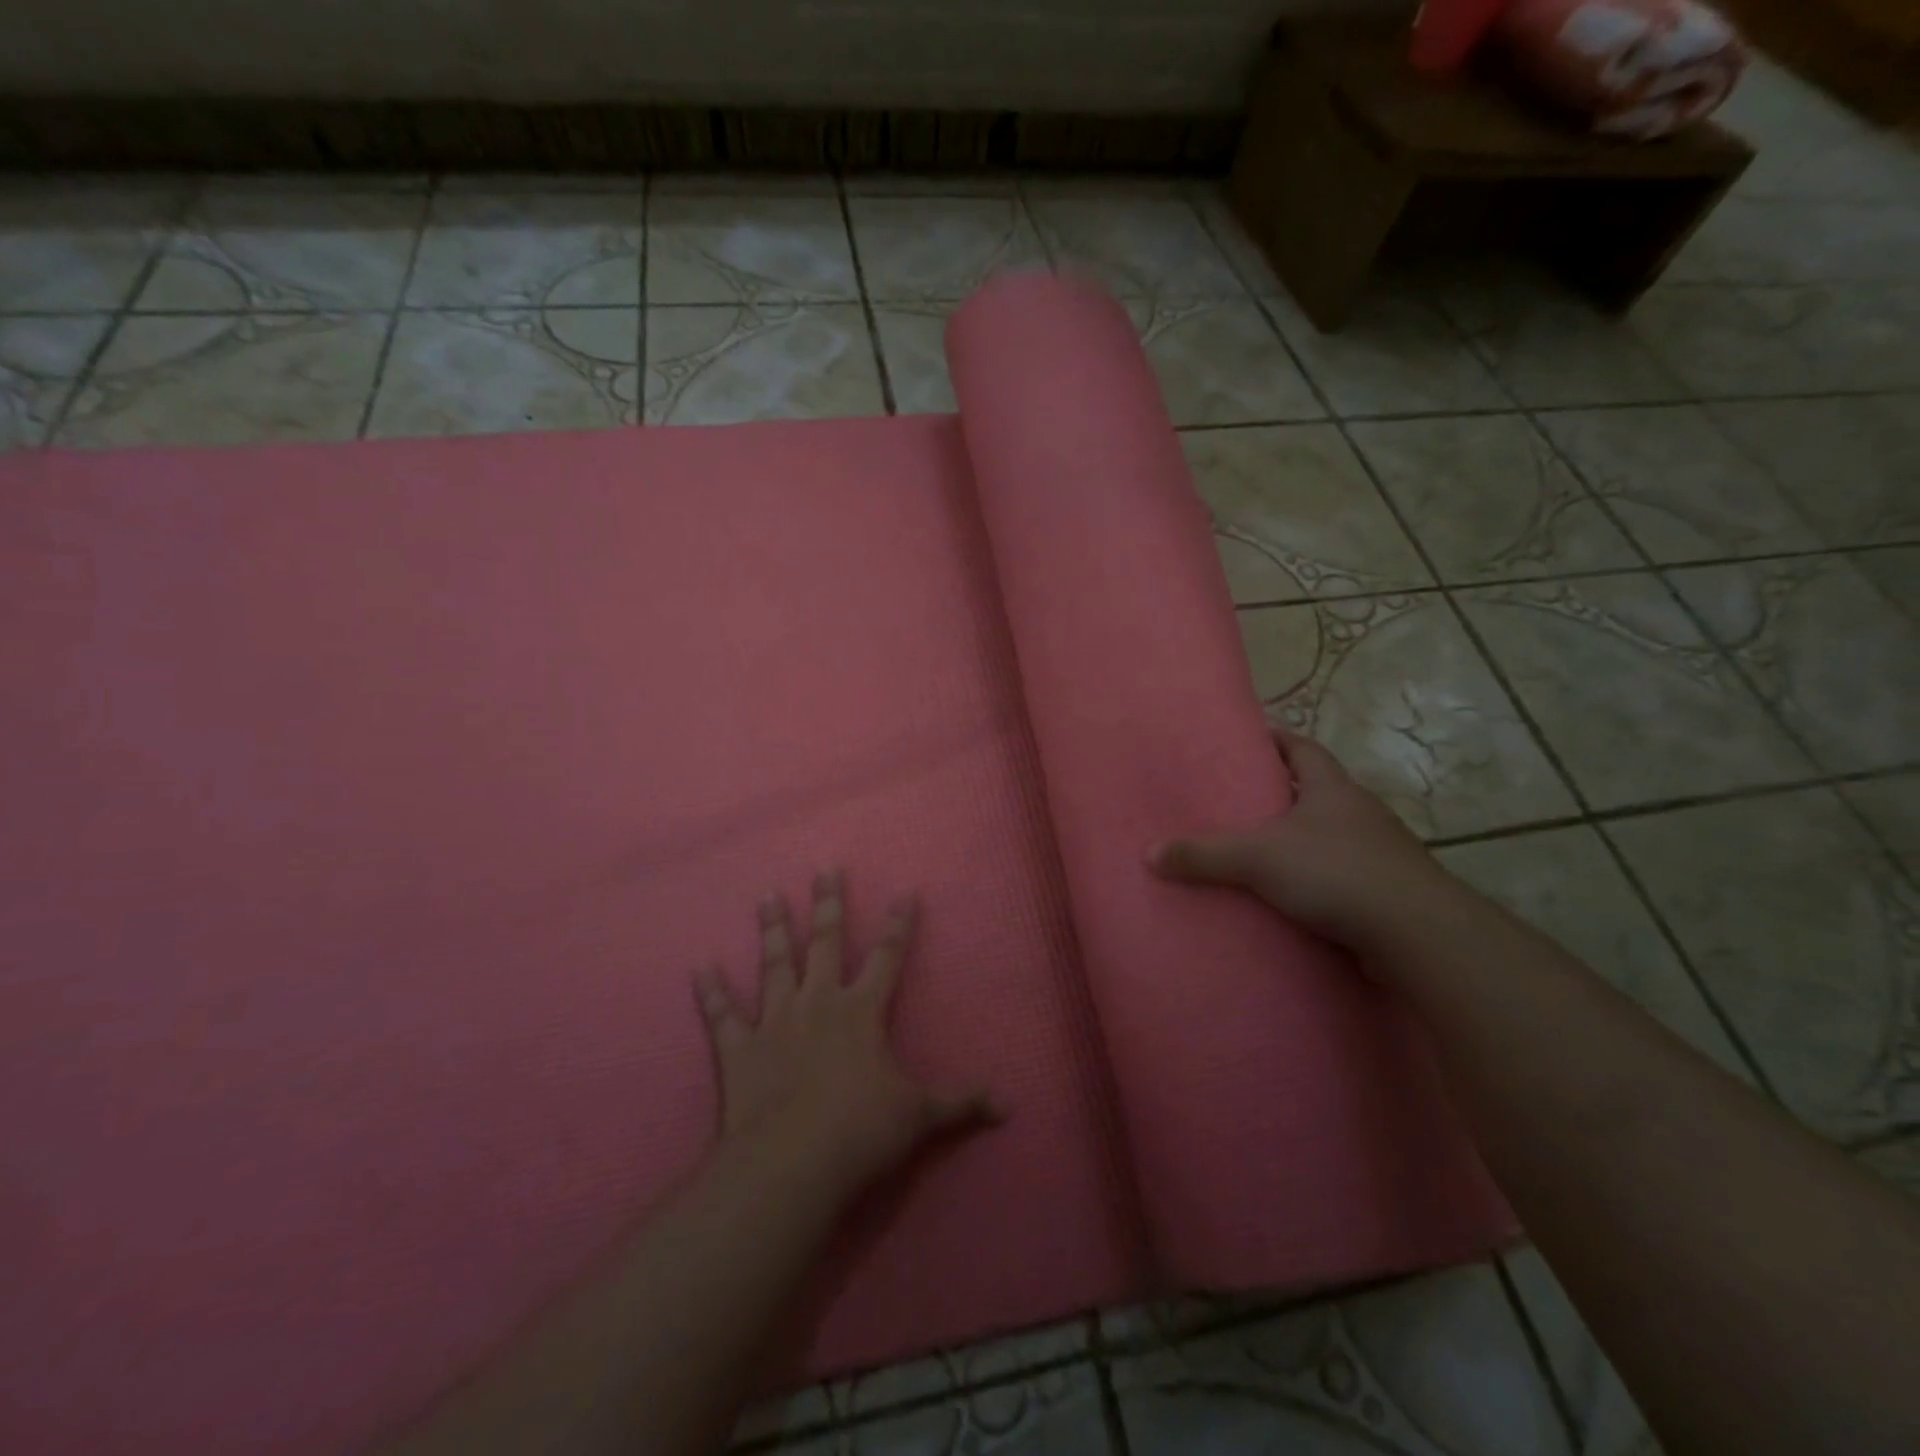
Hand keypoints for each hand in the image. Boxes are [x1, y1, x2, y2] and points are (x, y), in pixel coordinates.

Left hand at [693, 870, 997, 1195]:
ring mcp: (775, 1021)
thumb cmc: (860, 1131)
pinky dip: (711, 992)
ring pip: (775, 963)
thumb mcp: (919, 1116)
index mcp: (862, 1011)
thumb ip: (961, 1104)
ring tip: (768, 895)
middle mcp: (819, 1002)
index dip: (899, 924)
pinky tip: (700, 967)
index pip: (888, 956)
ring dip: (773, 929)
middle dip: (829, 903)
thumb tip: (1009, 1107)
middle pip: (827, 942)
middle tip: (824, 867)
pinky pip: (722, 1014)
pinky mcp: (738, 1049)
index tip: (905, 892)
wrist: (791, 1163)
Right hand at [1148, 725, 1451, 950]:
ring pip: (1329, 834)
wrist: (1416, 934)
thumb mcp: (1258, 858)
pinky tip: (1290, 895)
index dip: (1276, 739)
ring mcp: (1377, 851)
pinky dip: (1315, 877)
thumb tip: (1149, 853)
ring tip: (1257, 849)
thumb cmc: (1336, 872)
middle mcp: (1359, 811)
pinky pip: (1340, 873)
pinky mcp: (1384, 889)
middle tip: (1237, 799)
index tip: (1247, 739)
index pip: (1302, 748)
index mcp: (1332, 787)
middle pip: (1315, 790)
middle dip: (1281, 792)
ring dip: (1299, 838)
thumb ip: (1204, 855)